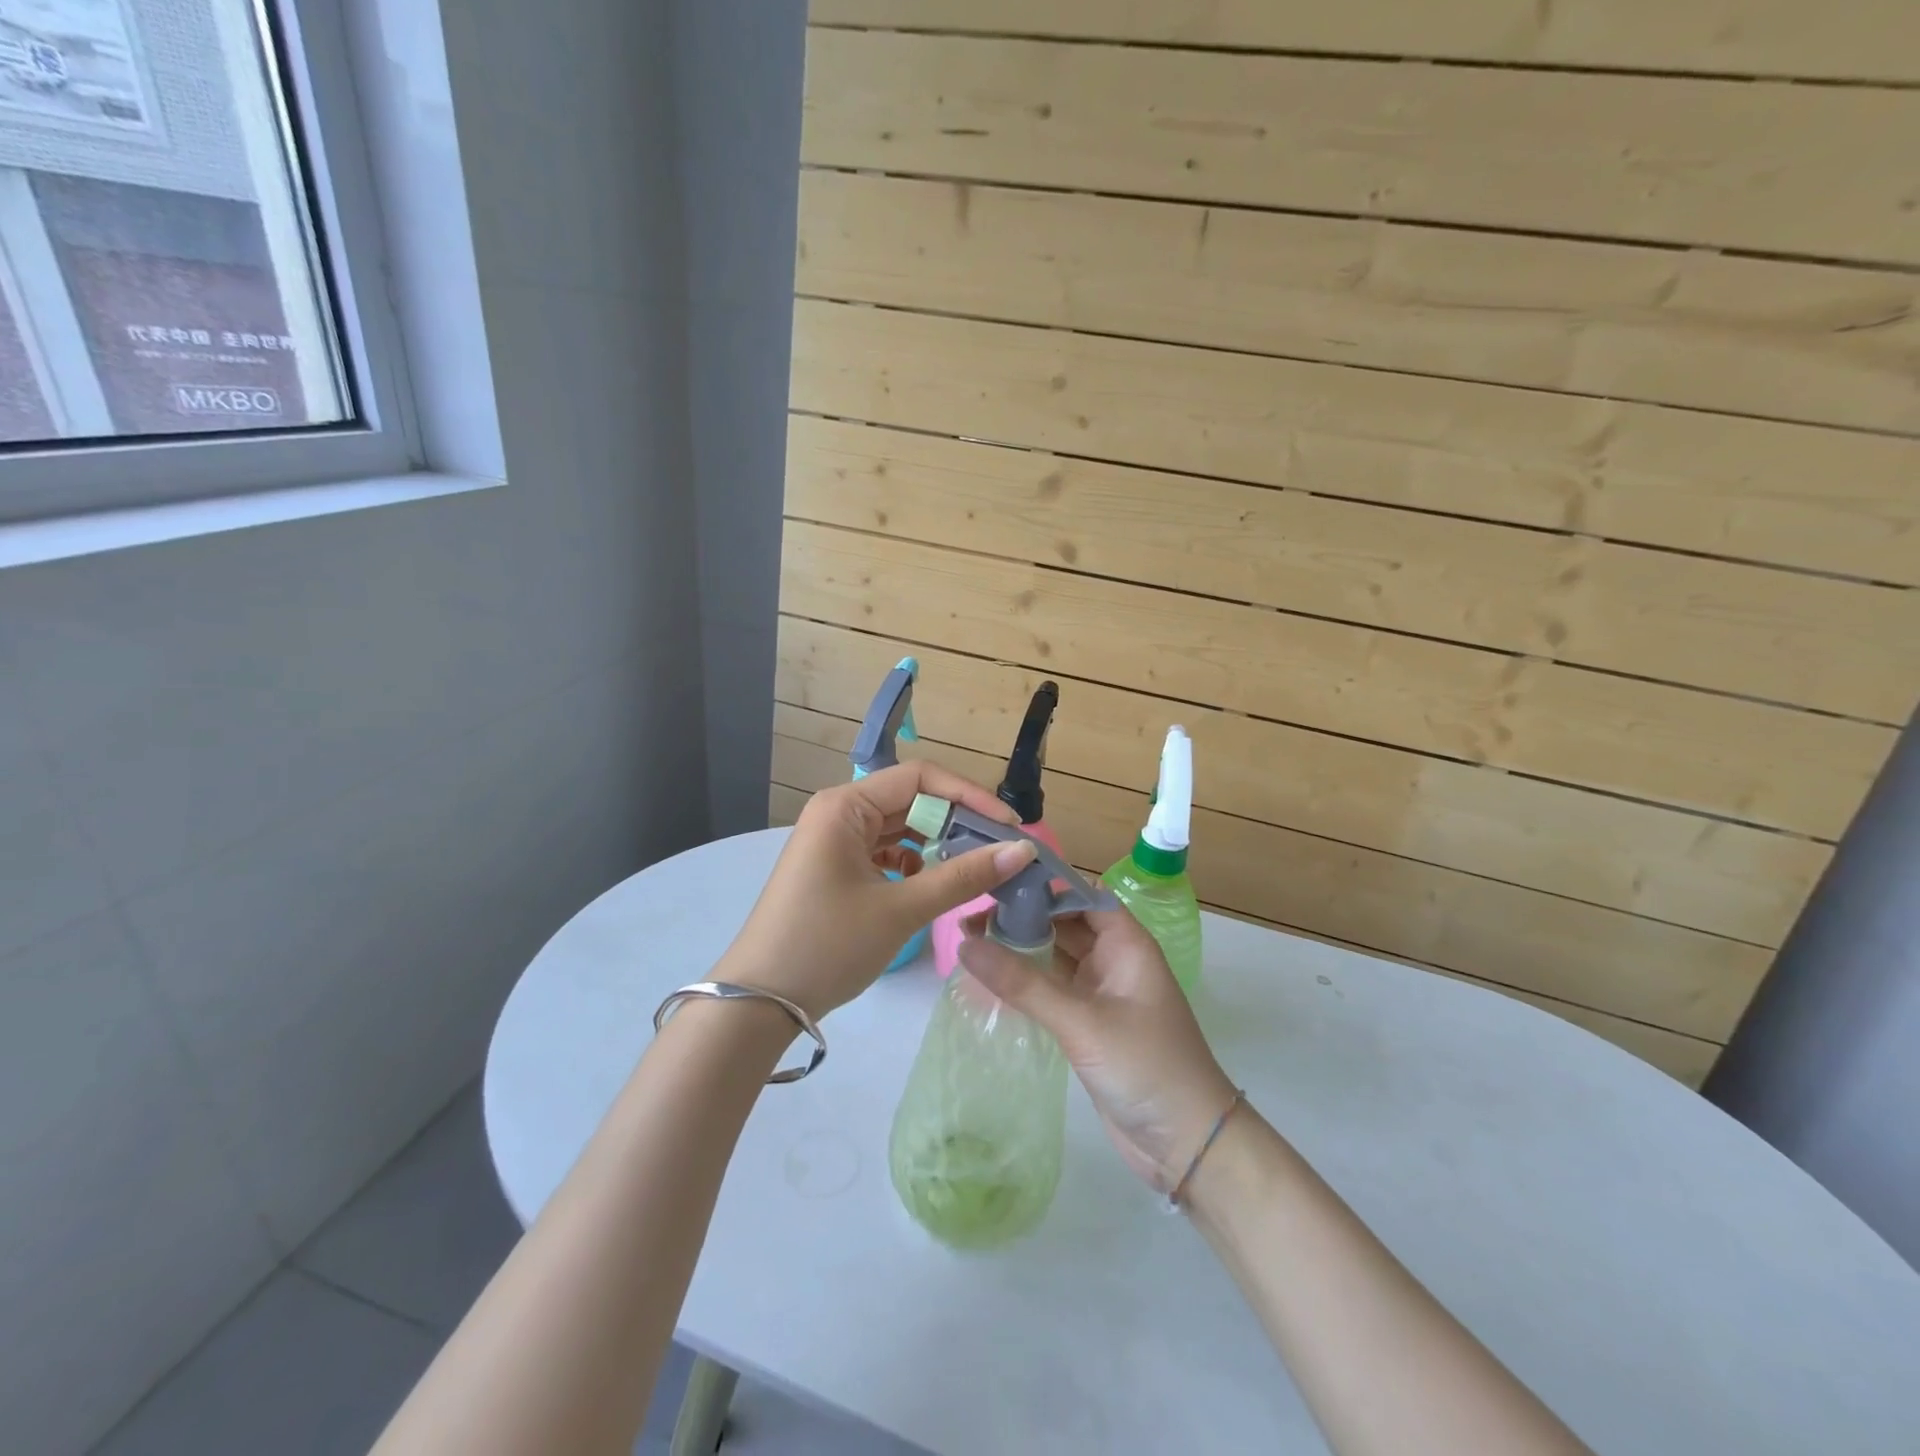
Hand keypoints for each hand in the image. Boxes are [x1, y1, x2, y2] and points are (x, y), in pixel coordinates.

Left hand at [720, 762, 1036, 1017]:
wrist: (758, 1004)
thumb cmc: (827, 946)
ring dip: (937, 845)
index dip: (969, 796)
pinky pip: (884, 853)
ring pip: (899, 829)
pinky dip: (913, 865)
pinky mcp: (834, 869)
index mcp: (845, 806)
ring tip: (975, 869)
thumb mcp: (900, 910)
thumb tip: (1022, 851)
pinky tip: (932, 885)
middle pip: (910, 801)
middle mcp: (837, 813)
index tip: (1009, 827)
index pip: (920, 778)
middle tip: (1000, 851)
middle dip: (956, 823)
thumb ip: (963, 877)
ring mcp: (833, 842)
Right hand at [959, 907, 1236, 1193]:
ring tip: (969, 938)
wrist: (1187, 1145)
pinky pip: (1053, 988)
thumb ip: (1024, 983)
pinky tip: (992, 977)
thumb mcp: (1082, 1022)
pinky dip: (1026, 980)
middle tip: (968, 912)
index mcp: (1127, 943)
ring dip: (1021, 947)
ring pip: (1056, 956)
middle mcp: (1114, 959)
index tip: (994, 879)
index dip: (1042, 884)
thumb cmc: (1145, 1067)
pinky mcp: (1089, 1023)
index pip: (1080, 895)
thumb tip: (965, 944)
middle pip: (1064, 923)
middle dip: (1022, 915)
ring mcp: (1102, 992)